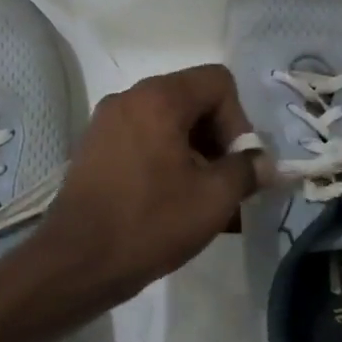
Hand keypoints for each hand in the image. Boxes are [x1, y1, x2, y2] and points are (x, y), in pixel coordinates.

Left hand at [33, 65, 256, 307]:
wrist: (77, 260)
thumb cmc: (150, 223)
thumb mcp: (213, 198)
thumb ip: (247, 170)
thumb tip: (264, 163)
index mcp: (158, 98)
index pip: (217, 82)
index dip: (238, 120)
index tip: (235, 164)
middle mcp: (128, 98)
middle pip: (191, 99)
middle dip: (216, 138)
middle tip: (223, 182)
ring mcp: (105, 122)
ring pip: (166, 123)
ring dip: (193, 152)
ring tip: (201, 196)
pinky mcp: (93, 148)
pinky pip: (142, 140)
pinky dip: (164, 159)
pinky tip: (171, 199)